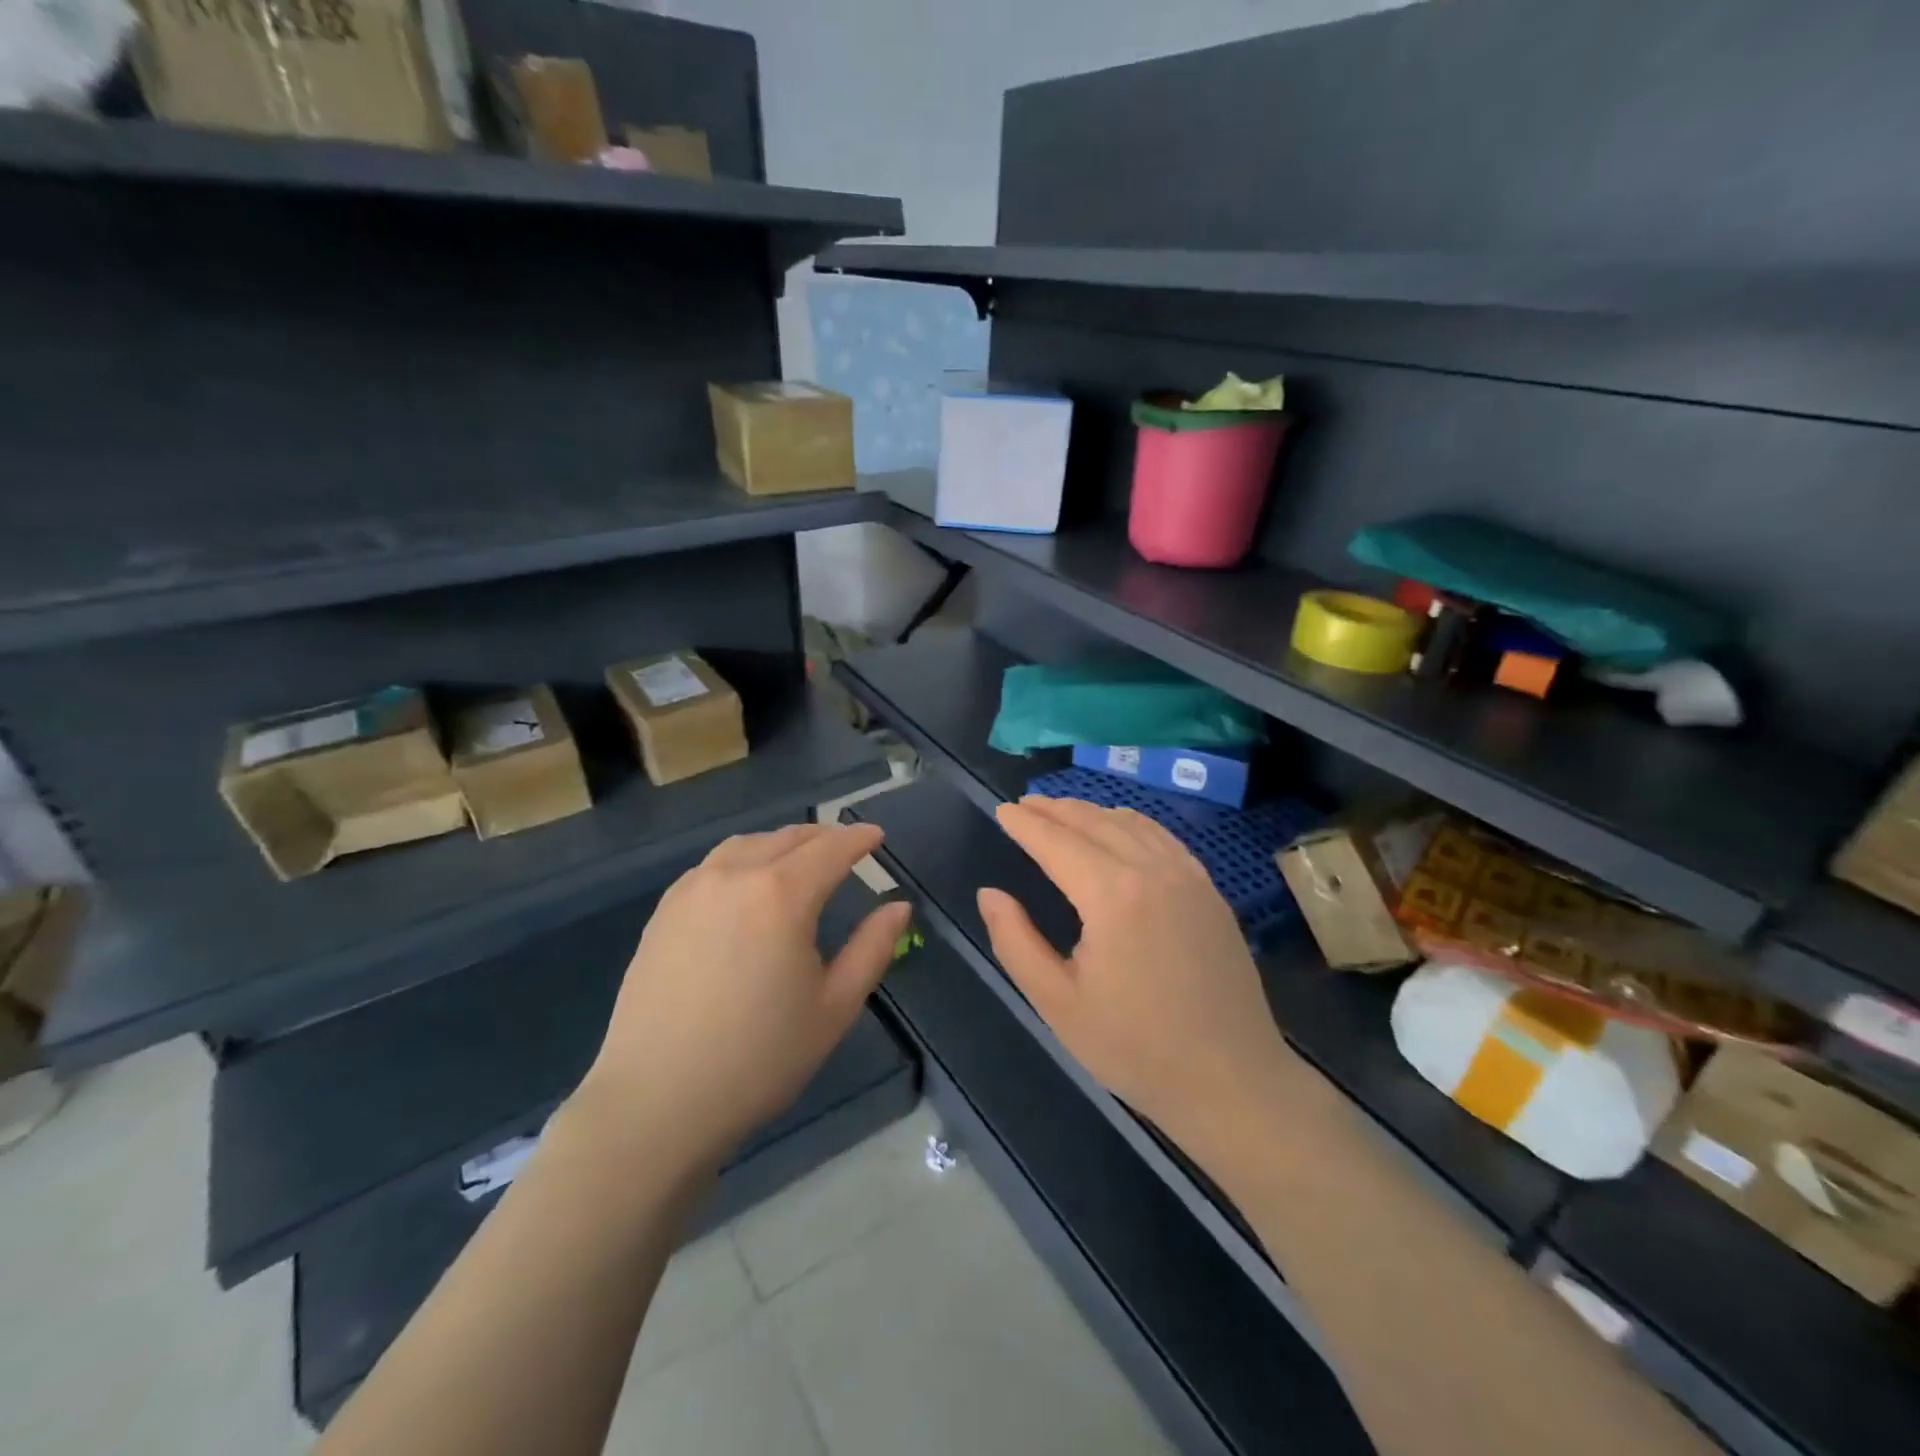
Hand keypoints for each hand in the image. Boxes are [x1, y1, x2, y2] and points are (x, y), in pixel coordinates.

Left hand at [578, 823, 910, 1170]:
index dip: (858, 839)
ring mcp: (692, 890)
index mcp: (781, 896)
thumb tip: (898, 907)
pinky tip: (748, 884)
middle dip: (822, 837)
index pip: (830, 849)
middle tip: (846, 846)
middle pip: (787, 839)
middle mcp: (734, 876)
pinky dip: (743, 859)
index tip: (877, 836)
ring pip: (746, 845)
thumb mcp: (834, 1007)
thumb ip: (872, 948)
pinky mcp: (664, 911)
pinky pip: (713, 865)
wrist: (656, 1101)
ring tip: (799, 859)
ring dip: (781, 844)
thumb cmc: (759, 1059)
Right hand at [976, 797, 1298, 1151]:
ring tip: (1063, 811)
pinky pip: (1163, 837)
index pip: (1057, 842)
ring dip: (1091, 811)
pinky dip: (1131, 822)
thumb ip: (1016, 941)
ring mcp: (1188, 876)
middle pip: (1094, 822)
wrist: (1232, 1081)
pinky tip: (1120, 828)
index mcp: (1111, 894)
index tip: (1002, 810)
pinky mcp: (1210, 891)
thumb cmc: (1135, 1047)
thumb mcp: (1058, 1002)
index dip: (1025, 824)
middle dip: (1055, 810)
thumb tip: (990, 894)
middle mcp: (1152, 869)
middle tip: (1025, 804)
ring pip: (1131, 823)